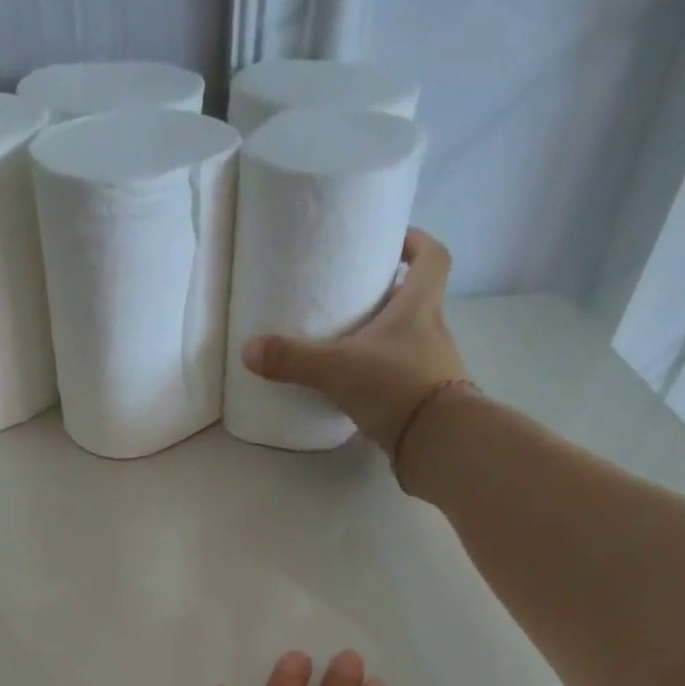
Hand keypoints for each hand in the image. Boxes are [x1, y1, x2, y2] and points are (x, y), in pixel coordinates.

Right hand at [240, 229, 469, 463]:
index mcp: (420, 305)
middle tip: (356, 299)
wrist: (436, 443)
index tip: (394, 242)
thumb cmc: (396, 387)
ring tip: (350, 347)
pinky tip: (361, 390)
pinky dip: (386, 379)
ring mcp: (434, 369)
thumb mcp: (338, 369)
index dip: (416, 243)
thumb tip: (248, 351)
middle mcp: (434, 330)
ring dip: (386, 341)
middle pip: (417, 301)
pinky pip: (405, 379)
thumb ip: (294, 360)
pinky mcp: (427, 403)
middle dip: (390, 297)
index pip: (431, 258)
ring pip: (411, 342)